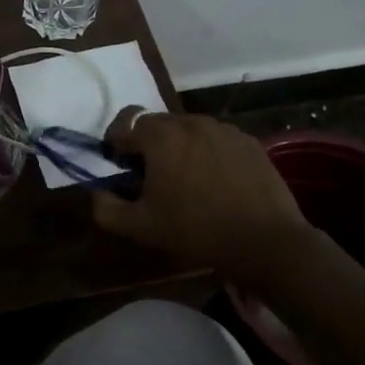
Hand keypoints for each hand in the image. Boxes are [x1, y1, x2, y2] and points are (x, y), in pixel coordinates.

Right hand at [91, 108, 308, 271]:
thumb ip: (106, 207)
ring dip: (178, 147)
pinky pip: (215, 139)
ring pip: (187, 130)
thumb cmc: (196, 231)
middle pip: (157, 124)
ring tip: (185, 181)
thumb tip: (97, 191)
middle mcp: (192, 122)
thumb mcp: (139, 227)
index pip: (125, 121)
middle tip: (150, 177)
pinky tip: (215, 183)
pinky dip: (206, 153)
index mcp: (161, 136)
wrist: (266, 243)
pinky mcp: (248, 142)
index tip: (119, 166)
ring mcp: (224, 129)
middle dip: (147, 145)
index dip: (115, 142)